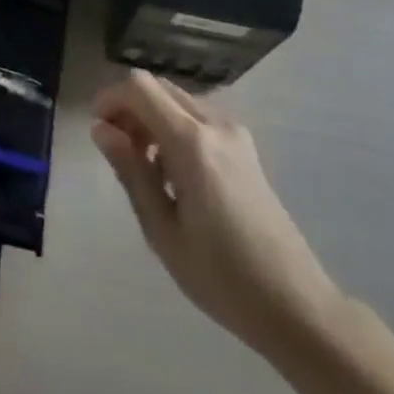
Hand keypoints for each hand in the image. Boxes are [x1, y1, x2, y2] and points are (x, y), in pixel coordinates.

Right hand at [91, 71, 337, 349]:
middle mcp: (214, 124)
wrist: (296, 305)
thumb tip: (101, 129)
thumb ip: (131, 172)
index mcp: (192, 142)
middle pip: (159, 88)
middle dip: (130, 108)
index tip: (97, 127)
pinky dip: (175, 129)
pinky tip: (175, 175)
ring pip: (179, 102)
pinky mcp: (245, 148)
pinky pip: (198, 119)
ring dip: (153, 118)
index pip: (140, 88)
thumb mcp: (163, 232)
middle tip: (117, 150)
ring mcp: (234, 134)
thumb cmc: (222, 277)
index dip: (111, 97)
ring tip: (144, 169)